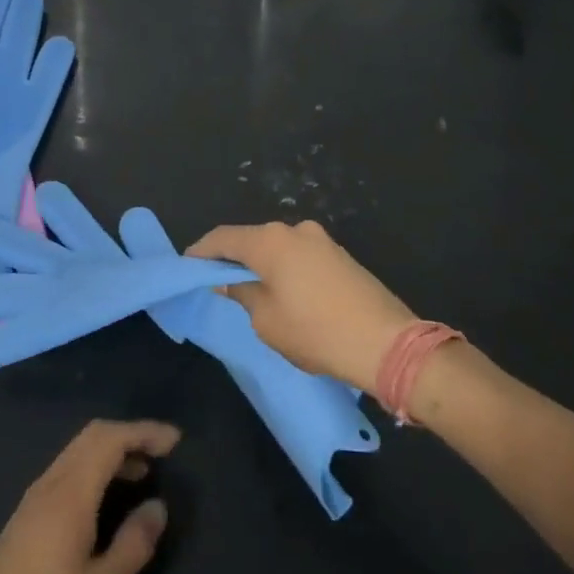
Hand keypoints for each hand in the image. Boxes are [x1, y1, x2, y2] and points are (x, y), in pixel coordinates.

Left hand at [0, 420, 177, 573]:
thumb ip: (133, 544)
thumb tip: (157, 506)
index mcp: (70, 493)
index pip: (110, 438)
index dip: (144, 431)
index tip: (174, 441)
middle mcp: (51, 482)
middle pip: (93, 435)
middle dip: (130, 434)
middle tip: (162, 452)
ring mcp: (35, 495)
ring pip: (78, 450)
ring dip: (112, 450)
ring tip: (143, 472)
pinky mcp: (28, 512)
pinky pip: (68, 468)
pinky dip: (95, 466)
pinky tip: (109, 495)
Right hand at [186, 221, 416, 392]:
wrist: (386, 343)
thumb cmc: (316, 332)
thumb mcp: (266, 320)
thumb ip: (243, 294)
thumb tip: (230, 282)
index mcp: (271, 241)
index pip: (224, 237)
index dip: (202, 251)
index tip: (187, 266)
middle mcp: (296, 230)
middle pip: (252, 239)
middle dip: (233, 258)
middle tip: (217, 282)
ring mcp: (322, 240)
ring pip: (278, 248)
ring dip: (261, 264)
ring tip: (250, 291)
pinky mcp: (341, 256)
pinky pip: (300, 256)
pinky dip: (284, 269)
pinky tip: (283, 292)